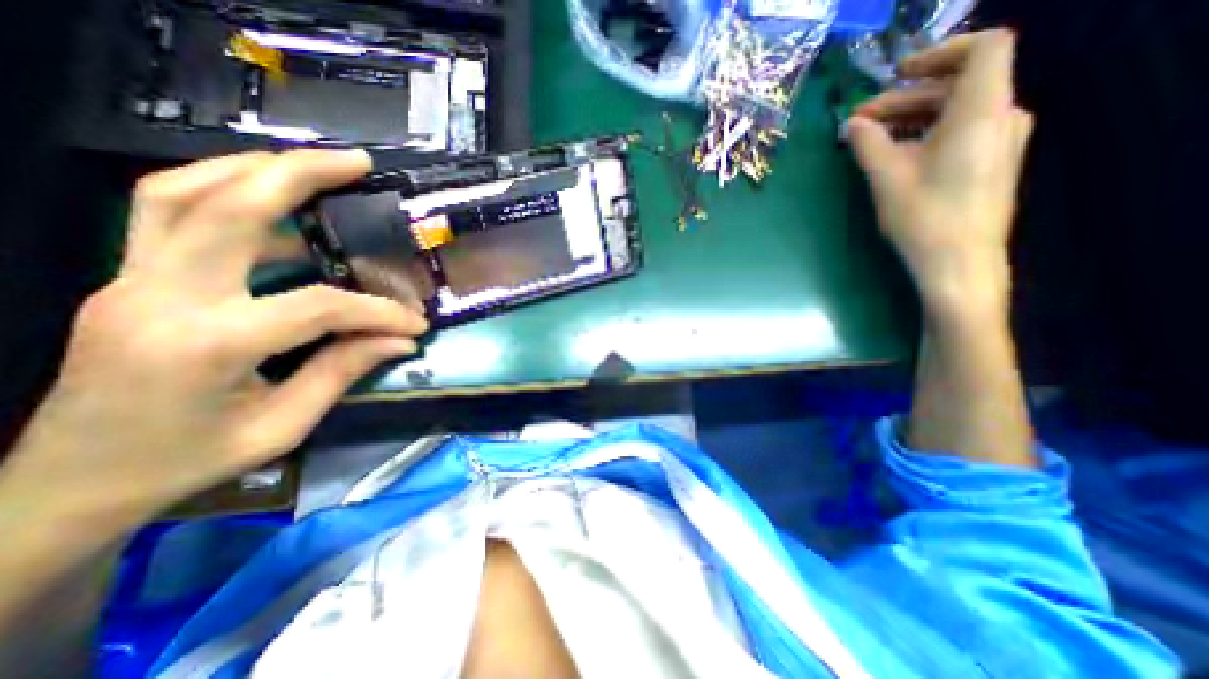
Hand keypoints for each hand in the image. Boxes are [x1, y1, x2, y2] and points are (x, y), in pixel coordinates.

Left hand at [1, 149, 429, 529]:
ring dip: (252, 169)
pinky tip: (273, 201)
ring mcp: (130, 281)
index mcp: (207, 345)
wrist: (69, 482)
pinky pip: (169, 214)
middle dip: (297, 175)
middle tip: (356, 163)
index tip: (415, 323)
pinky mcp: (130, 279)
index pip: (318, 307)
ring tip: (313, 165)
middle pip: (223, 208)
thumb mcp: (283, 425)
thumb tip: (399, 341)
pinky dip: (225, 192)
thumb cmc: (187, 462)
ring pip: (179, 193)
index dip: (378, 311)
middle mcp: (159, 297)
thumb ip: (344, 371)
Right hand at [844, 29, 1034, 318]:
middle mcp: (1002, 116)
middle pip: (958, 84)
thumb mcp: (887, 178)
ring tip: (871, 142)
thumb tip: (853, 124)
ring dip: (912, 118)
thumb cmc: (924, 218)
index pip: (982, 48)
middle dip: (905, 99)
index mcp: (982, 111)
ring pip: (957, 110)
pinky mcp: (992, 162)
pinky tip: (897, 157)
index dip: (939, 53)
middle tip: (860, 124)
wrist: (959, 265)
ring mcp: (1001, 140)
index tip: (896, 75)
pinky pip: (961, 131)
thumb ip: (869, 144)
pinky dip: (928, 133)